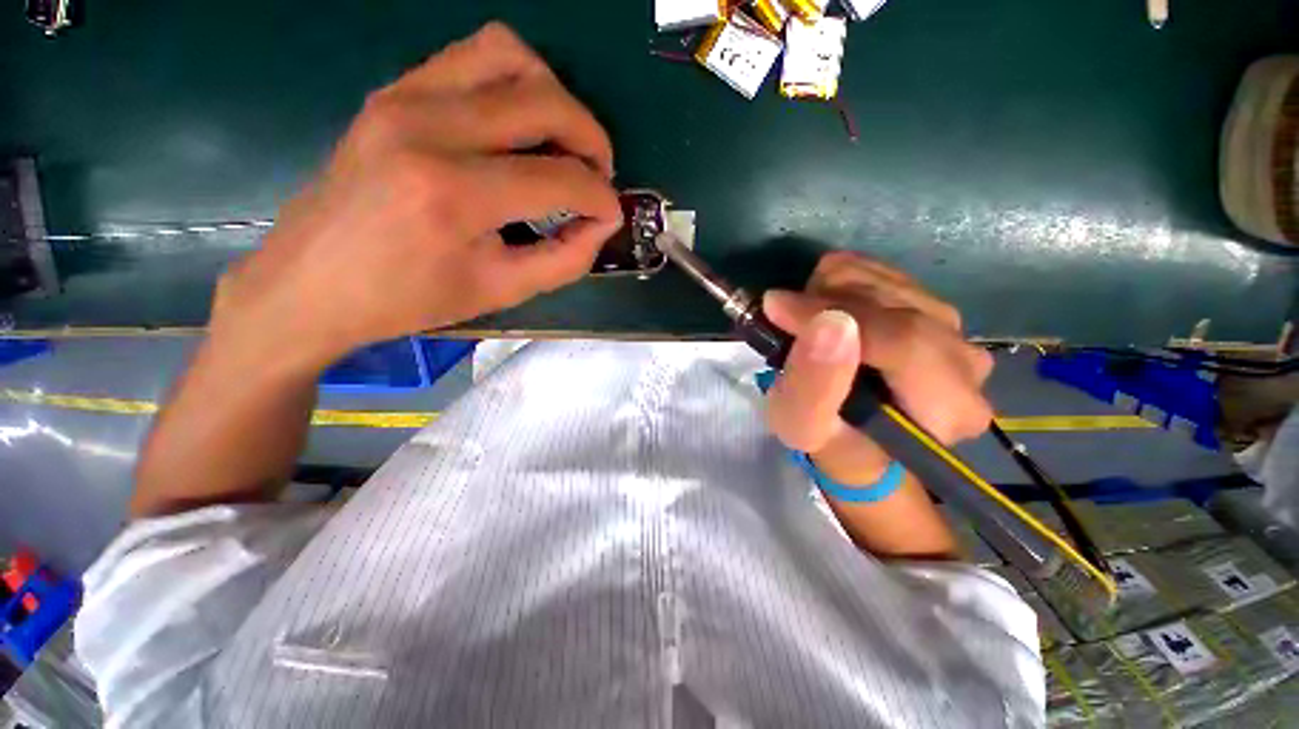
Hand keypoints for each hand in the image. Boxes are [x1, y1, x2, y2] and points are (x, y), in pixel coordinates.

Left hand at [209, 23, 622, 371]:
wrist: (312, 282)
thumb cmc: (408, 299)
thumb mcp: (501, 291)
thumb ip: (566, 259)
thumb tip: (601, 223)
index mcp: (454, 194)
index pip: (558, 178)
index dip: (600, 198)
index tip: (610, 216)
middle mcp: (429, 127)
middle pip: (544, 101)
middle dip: (591, 139)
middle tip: (598, 176)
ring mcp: (404, 97)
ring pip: (509, 55)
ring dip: (554, 97)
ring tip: (564, 144)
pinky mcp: (393, 91)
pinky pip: (472, 58)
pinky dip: (514, 84)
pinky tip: (519, 129)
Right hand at [763, 252, 993, 484]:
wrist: (850, 428)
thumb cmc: (826, 436)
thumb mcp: (801, 424)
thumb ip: (813, 384)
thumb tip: (828, 322)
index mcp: (949, 408)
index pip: (903, 342)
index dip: (834, 315)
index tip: (777, 308)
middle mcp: (966, 363)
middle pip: (896, 304)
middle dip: (827, 302)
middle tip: (786, 318)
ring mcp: (954, 328)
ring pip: (886, 279)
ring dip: (828, 292)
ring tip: (804, 321)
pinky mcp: (931, 305)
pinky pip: (882, 270)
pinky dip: (839, 281)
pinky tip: (824, 308)